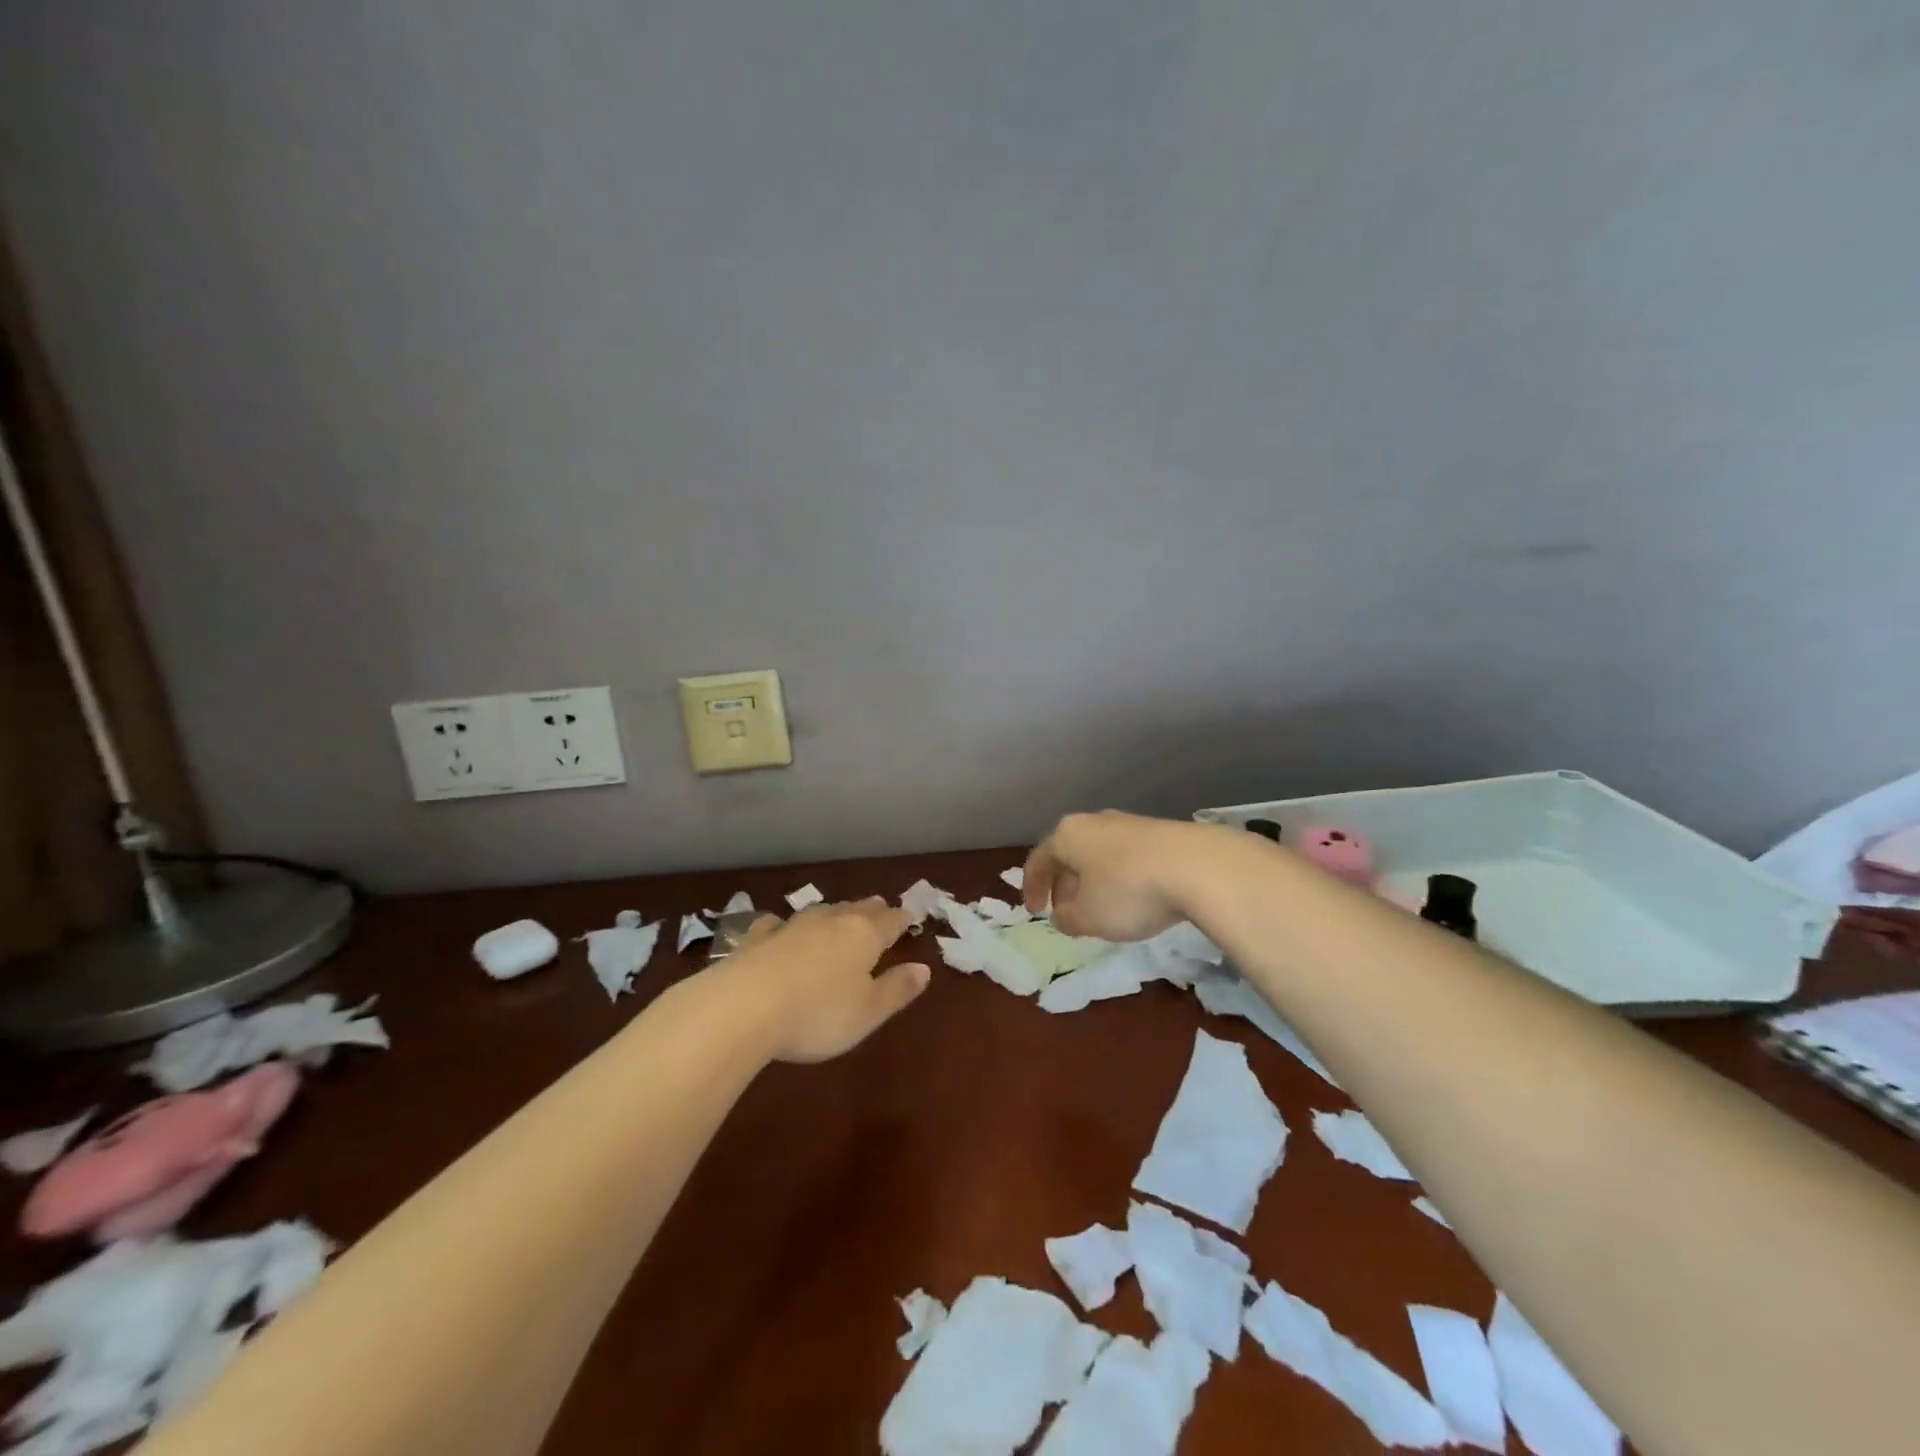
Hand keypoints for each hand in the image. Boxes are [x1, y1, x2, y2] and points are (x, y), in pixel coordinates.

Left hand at [722, 899, 929, 1062]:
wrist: (743, 1007)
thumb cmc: (817, 1014)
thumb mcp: (868, 1012)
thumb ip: (897, 989)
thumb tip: (924, 968)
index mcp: (864, 936)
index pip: (891, 921)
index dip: (903, 920)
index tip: (910, 917)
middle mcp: (831, 921)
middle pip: (858, 909)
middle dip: (872, 910)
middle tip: (881, 909)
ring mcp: (792, 926)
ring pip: (821, 911)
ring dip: (834, 913)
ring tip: (840, 914)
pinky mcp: (758, 938)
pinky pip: (776, 924)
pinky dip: (784, 925)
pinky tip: (778, 926)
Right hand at [1023, 811, 1226, 940]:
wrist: (1198, 866)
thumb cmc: (1128, 891)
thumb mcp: (1088, 918)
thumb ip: (1067, 919)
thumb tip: (1062, 915)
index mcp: (1067, 836)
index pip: (1039, 860)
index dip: (1032, 888)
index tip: (1035, 912)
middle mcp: (1094, 822)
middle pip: (1069, 854)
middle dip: (1064, 885)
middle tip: (1066, 913)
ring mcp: (1129, 824)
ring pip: (1098, 854)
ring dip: (1092, 882)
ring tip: (1101, 909)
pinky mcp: (1159, 832)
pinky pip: (1126, 857)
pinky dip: (1119, 877)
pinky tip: (1134, 898)